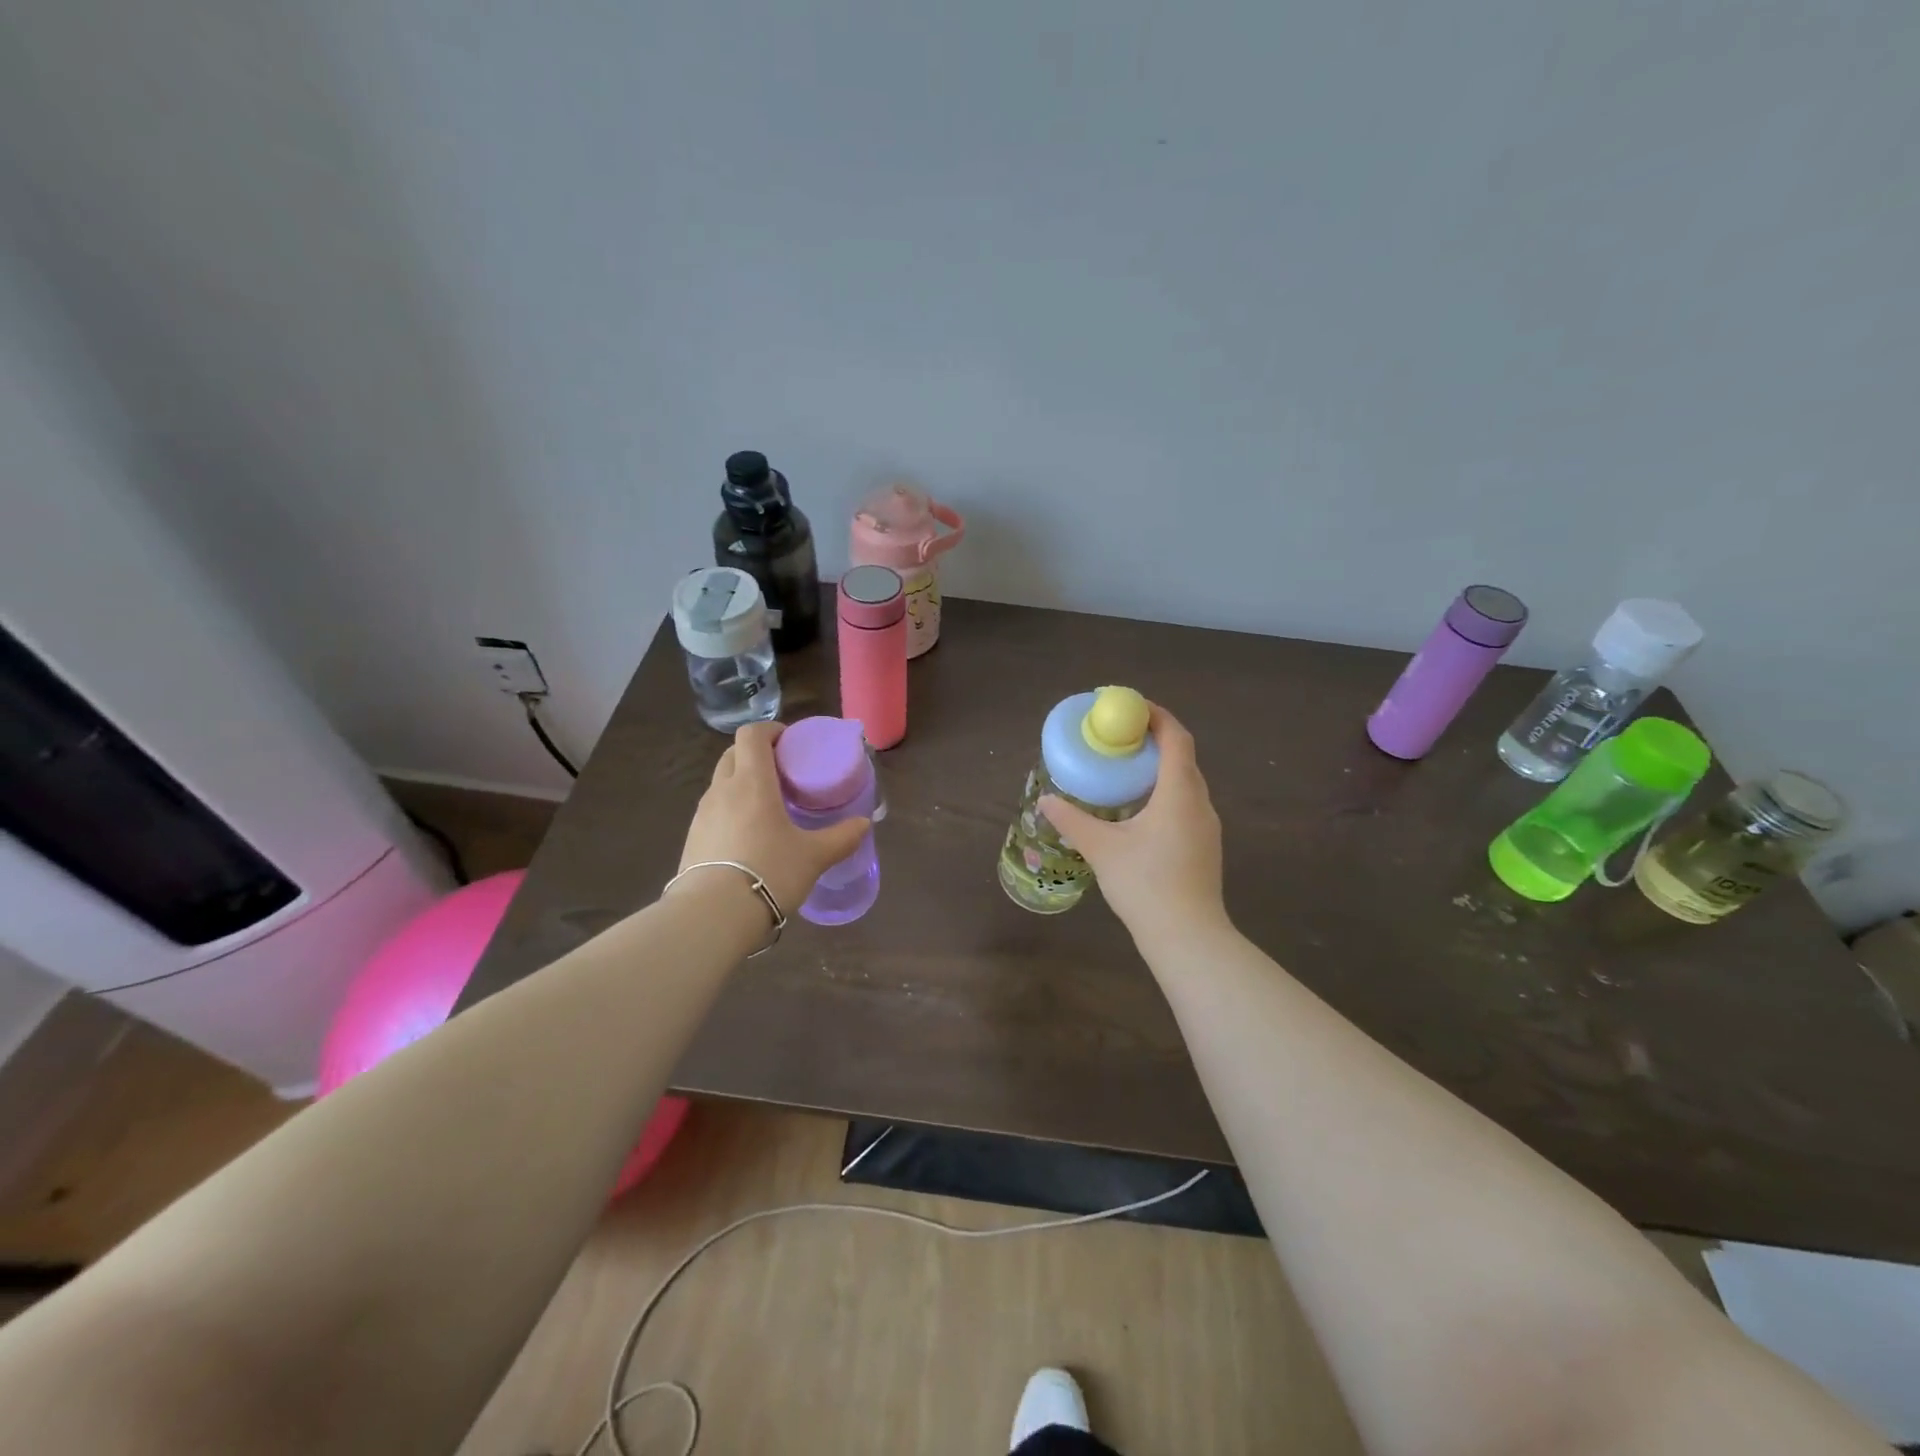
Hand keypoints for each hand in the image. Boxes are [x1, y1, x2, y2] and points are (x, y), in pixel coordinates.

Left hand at [673, 722, 870, 919]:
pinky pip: (713, 811)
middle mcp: (722, 789)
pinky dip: (730, 810)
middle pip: (733, 754)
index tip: (790, 743)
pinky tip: (747, 837)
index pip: (752, 734)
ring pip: (721, 782)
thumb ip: (842, 837)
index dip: (770, 731)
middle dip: (756, 754)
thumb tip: (864, 824)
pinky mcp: (691, 839)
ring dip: (741, 783)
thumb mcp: (814, 856)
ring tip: (766, 806)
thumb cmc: (770, 872)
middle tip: (782, 772)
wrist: (713, 915)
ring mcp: (702, 814)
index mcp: (752, 781)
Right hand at [1039, 705, 1226, 939]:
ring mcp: (1207, 827)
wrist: (1188, 936)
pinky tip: (1140, 811)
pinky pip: (1186, 805)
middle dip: (1154, 740)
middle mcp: (1200, 803)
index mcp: (1179, 793)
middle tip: (1120, 738)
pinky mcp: (1206, 847)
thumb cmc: (1146, 884)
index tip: (1130, 707)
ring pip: (1186, 784)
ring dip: (1160, 769)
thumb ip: (1073, 820)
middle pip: (1183, 758)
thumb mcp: (1102, 849)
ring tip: (1126, 771)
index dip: (1157, 716)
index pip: (1176, 738)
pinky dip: (1165, 793)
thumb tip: (1046, 800)